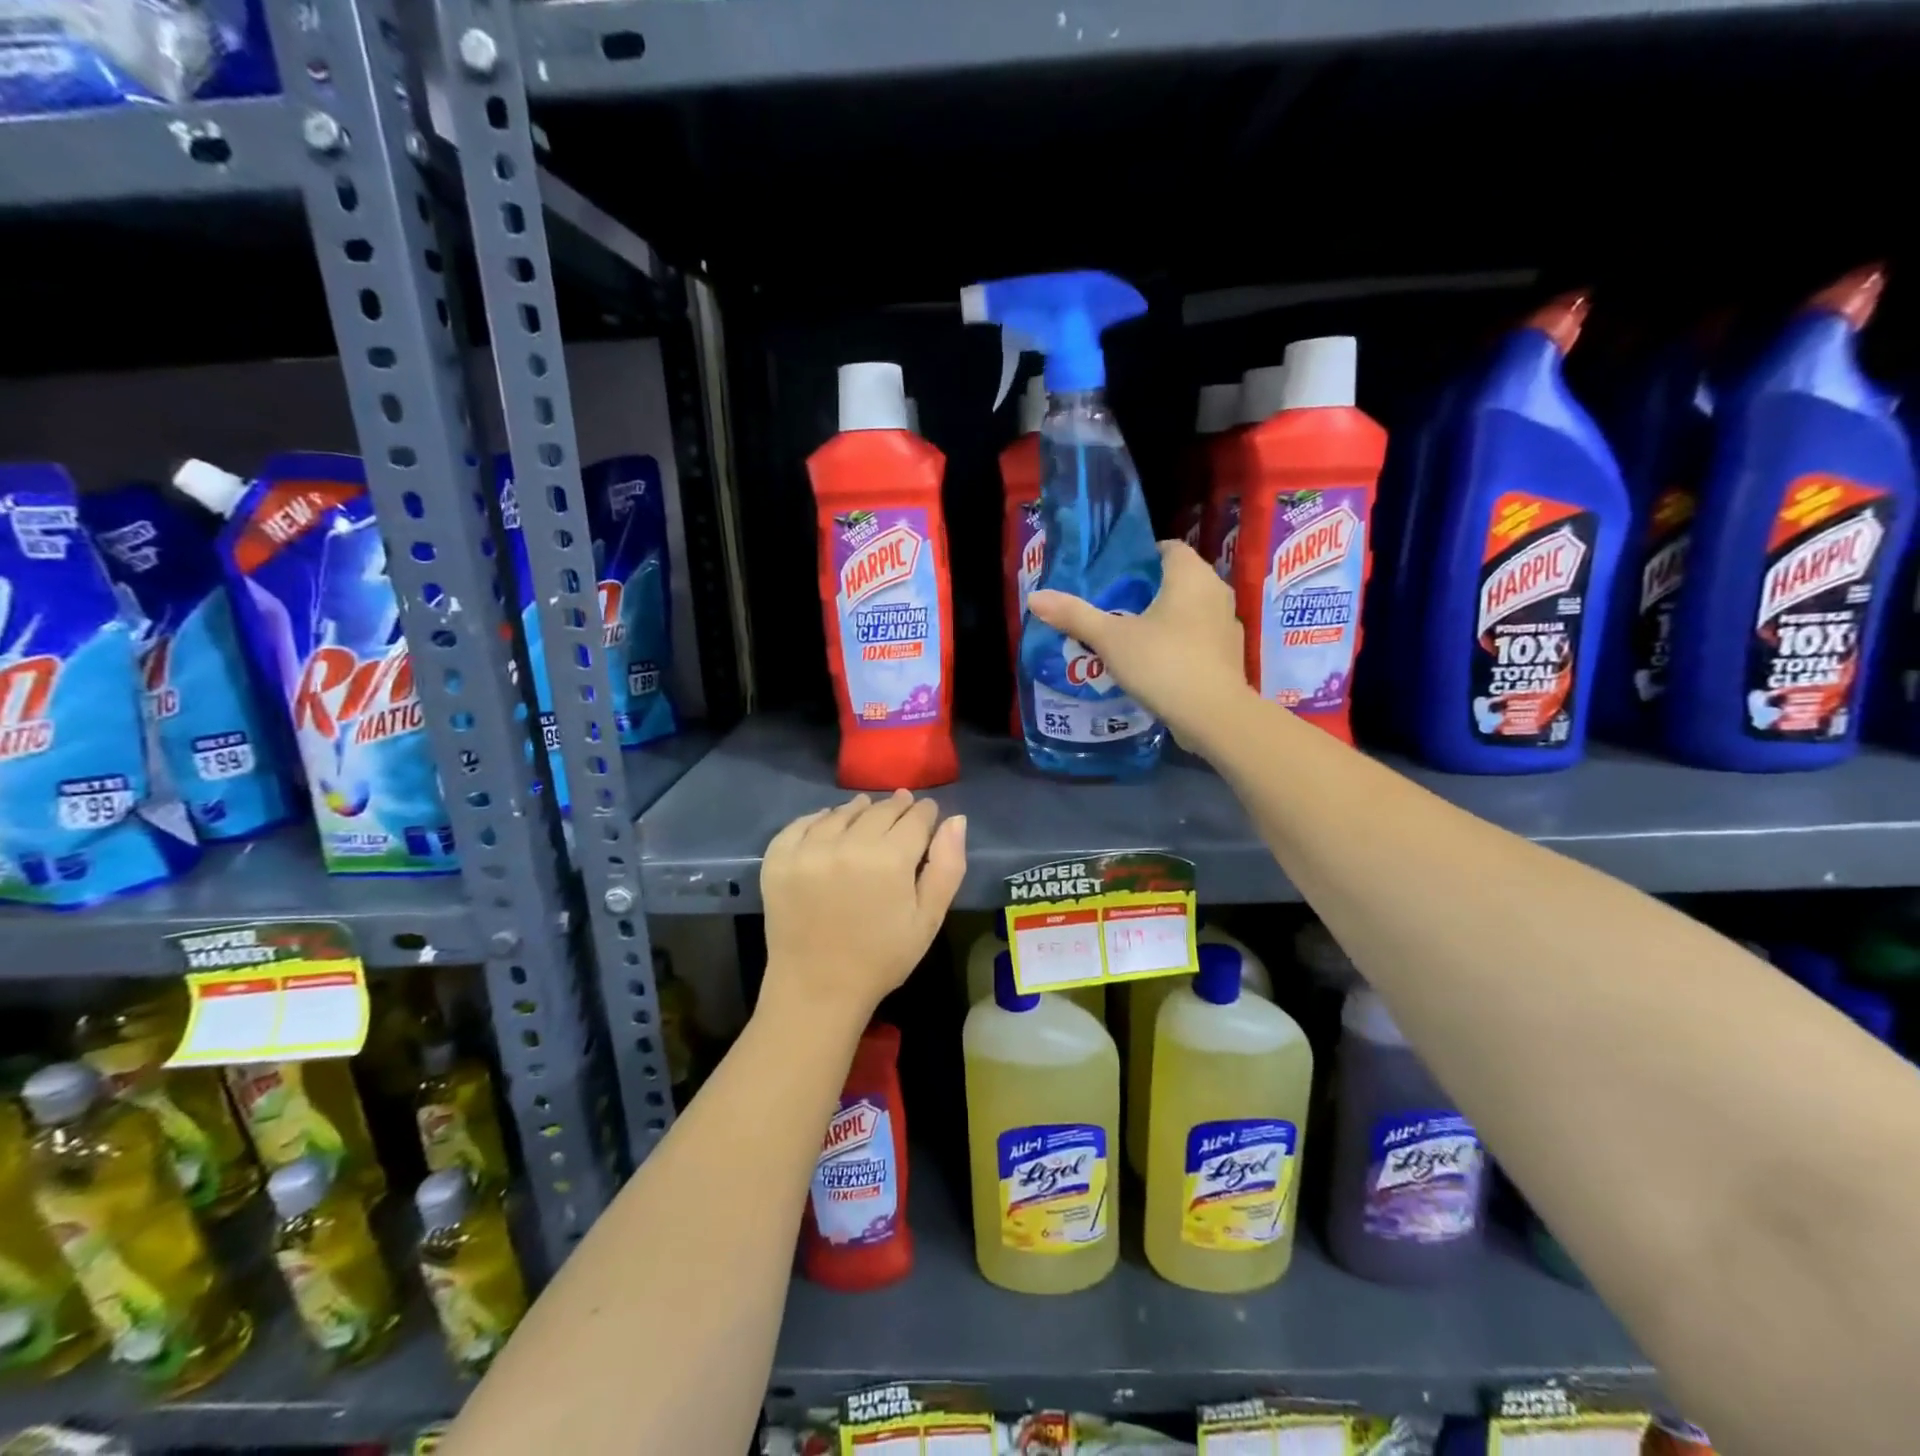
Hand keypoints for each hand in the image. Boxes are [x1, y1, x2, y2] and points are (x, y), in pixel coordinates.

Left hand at [760, 791, 966, 1024]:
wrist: (817, 990)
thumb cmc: (881, 959)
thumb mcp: (928, 920)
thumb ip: (947, 867)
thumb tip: (956, 820)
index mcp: (889, 859)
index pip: (914, 818)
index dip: (925, 812)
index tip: (927, 812)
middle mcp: (847, 844)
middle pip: (879, 810)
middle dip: (896, 807)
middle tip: (902, 806)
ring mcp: (808, 850)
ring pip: (841, 813)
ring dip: (858, 810)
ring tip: (866, 811)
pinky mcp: (778, 859)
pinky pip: (800, 824)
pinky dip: (818, 819)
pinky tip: (828, 825)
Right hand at [1027, 540, 1249, 747]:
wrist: (1214, 715)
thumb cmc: (1163, 664)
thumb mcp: (1111, 639)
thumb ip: (1075, 616)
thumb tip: (1035, 597)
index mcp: (1190, 575)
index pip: (1168, 548)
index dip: (1141, 557)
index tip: (1115, 576)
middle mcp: (1216, 590)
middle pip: (1179, 578)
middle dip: (1149, 590)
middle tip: (1114, 606)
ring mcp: (1228, 623)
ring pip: (1191, 609)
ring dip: (1166, 617)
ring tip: (1132, 635)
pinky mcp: (1231, 654)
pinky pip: (1200, 636)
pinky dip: (1181, 641)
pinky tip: (1158, 662)